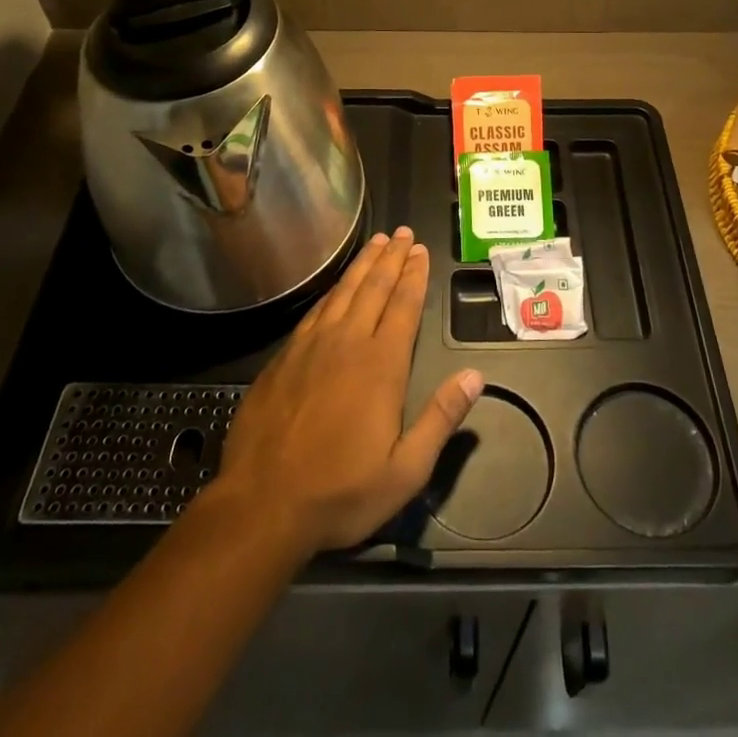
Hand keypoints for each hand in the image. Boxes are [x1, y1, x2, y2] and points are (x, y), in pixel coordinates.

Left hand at [209, 227, 483, 554]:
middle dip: (391, 257)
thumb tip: (475, 376)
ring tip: (375, 242)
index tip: (420, 250)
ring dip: (363, 264)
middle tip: (402, 233)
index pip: (403, 306)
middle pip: (374, 287)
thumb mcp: (405, 470)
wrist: (262, 504)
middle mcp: (347, 342)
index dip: (414, 275)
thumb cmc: (340, 492)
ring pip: (343, 291)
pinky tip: (337, 285)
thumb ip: (442, 418)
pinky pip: (316, 310)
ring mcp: (311, 346)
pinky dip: (332, 290)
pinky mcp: (284, 356)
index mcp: (381, 365)